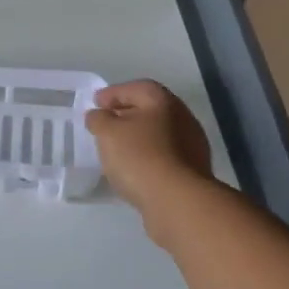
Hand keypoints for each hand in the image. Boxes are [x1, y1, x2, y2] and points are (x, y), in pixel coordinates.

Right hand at [84, 81, 212, 216]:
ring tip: (117, 148)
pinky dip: (148, 156)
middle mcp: (182, 117)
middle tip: (106, 123)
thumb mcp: (108, 133)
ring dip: (138, 136)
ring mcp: (192, 145)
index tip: (95, 103)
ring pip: (159, 133)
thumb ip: (99, 119)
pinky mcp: (192, 170)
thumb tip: (99, 115)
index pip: (136, 88)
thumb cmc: (139, 157)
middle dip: (126, 114)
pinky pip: (164, 155)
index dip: (113, 93)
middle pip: (150, 109)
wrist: (178, 200)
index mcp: (163, 101)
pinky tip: (134, 168)